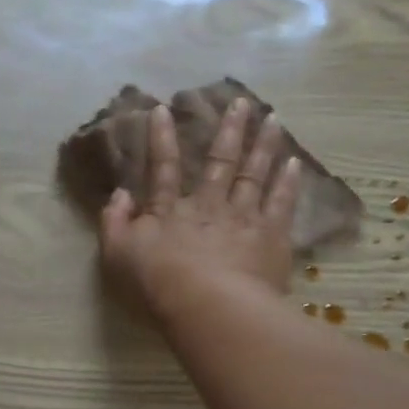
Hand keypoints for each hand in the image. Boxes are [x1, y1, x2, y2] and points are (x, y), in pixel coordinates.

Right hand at [98, 97, 300, 314]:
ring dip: (263, 145)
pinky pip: (281, 202)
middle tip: (241, 102)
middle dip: (229, 130)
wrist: (210, 306)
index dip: (161, 138)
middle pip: (220, 161)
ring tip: (273, 118)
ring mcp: (243, 216)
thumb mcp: (117, 255)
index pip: (163, 167)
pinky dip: (288, 182)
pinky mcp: (271, 236)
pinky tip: (295, 163)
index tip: (163, 109)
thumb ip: (113, 222)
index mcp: (169, 210)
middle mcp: (208, 204)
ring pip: (255, 173)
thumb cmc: (158, 284)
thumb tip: (118, 194)